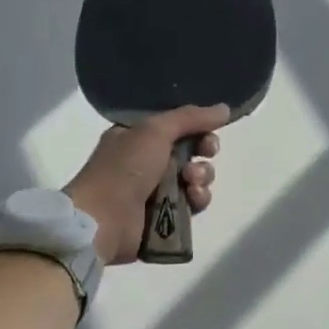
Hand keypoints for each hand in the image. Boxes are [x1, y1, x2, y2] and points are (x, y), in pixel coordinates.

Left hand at [65, 105, 228, 264]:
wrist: (103, 220)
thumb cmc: (124, 168)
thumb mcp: (155, 131)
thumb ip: (191, 117)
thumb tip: (225, 108)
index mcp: (137, 137)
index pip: (177, 126)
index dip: (197, 127)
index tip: (208, 130)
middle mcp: (146, 161)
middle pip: (191, 150)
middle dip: (204, 150)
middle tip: (206, 153)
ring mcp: (155, 190)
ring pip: (195, 177)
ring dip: (202, 176)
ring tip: (191, 182)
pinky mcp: (165, 216)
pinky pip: (193, 203)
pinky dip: (198, 199)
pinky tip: (193, 198)